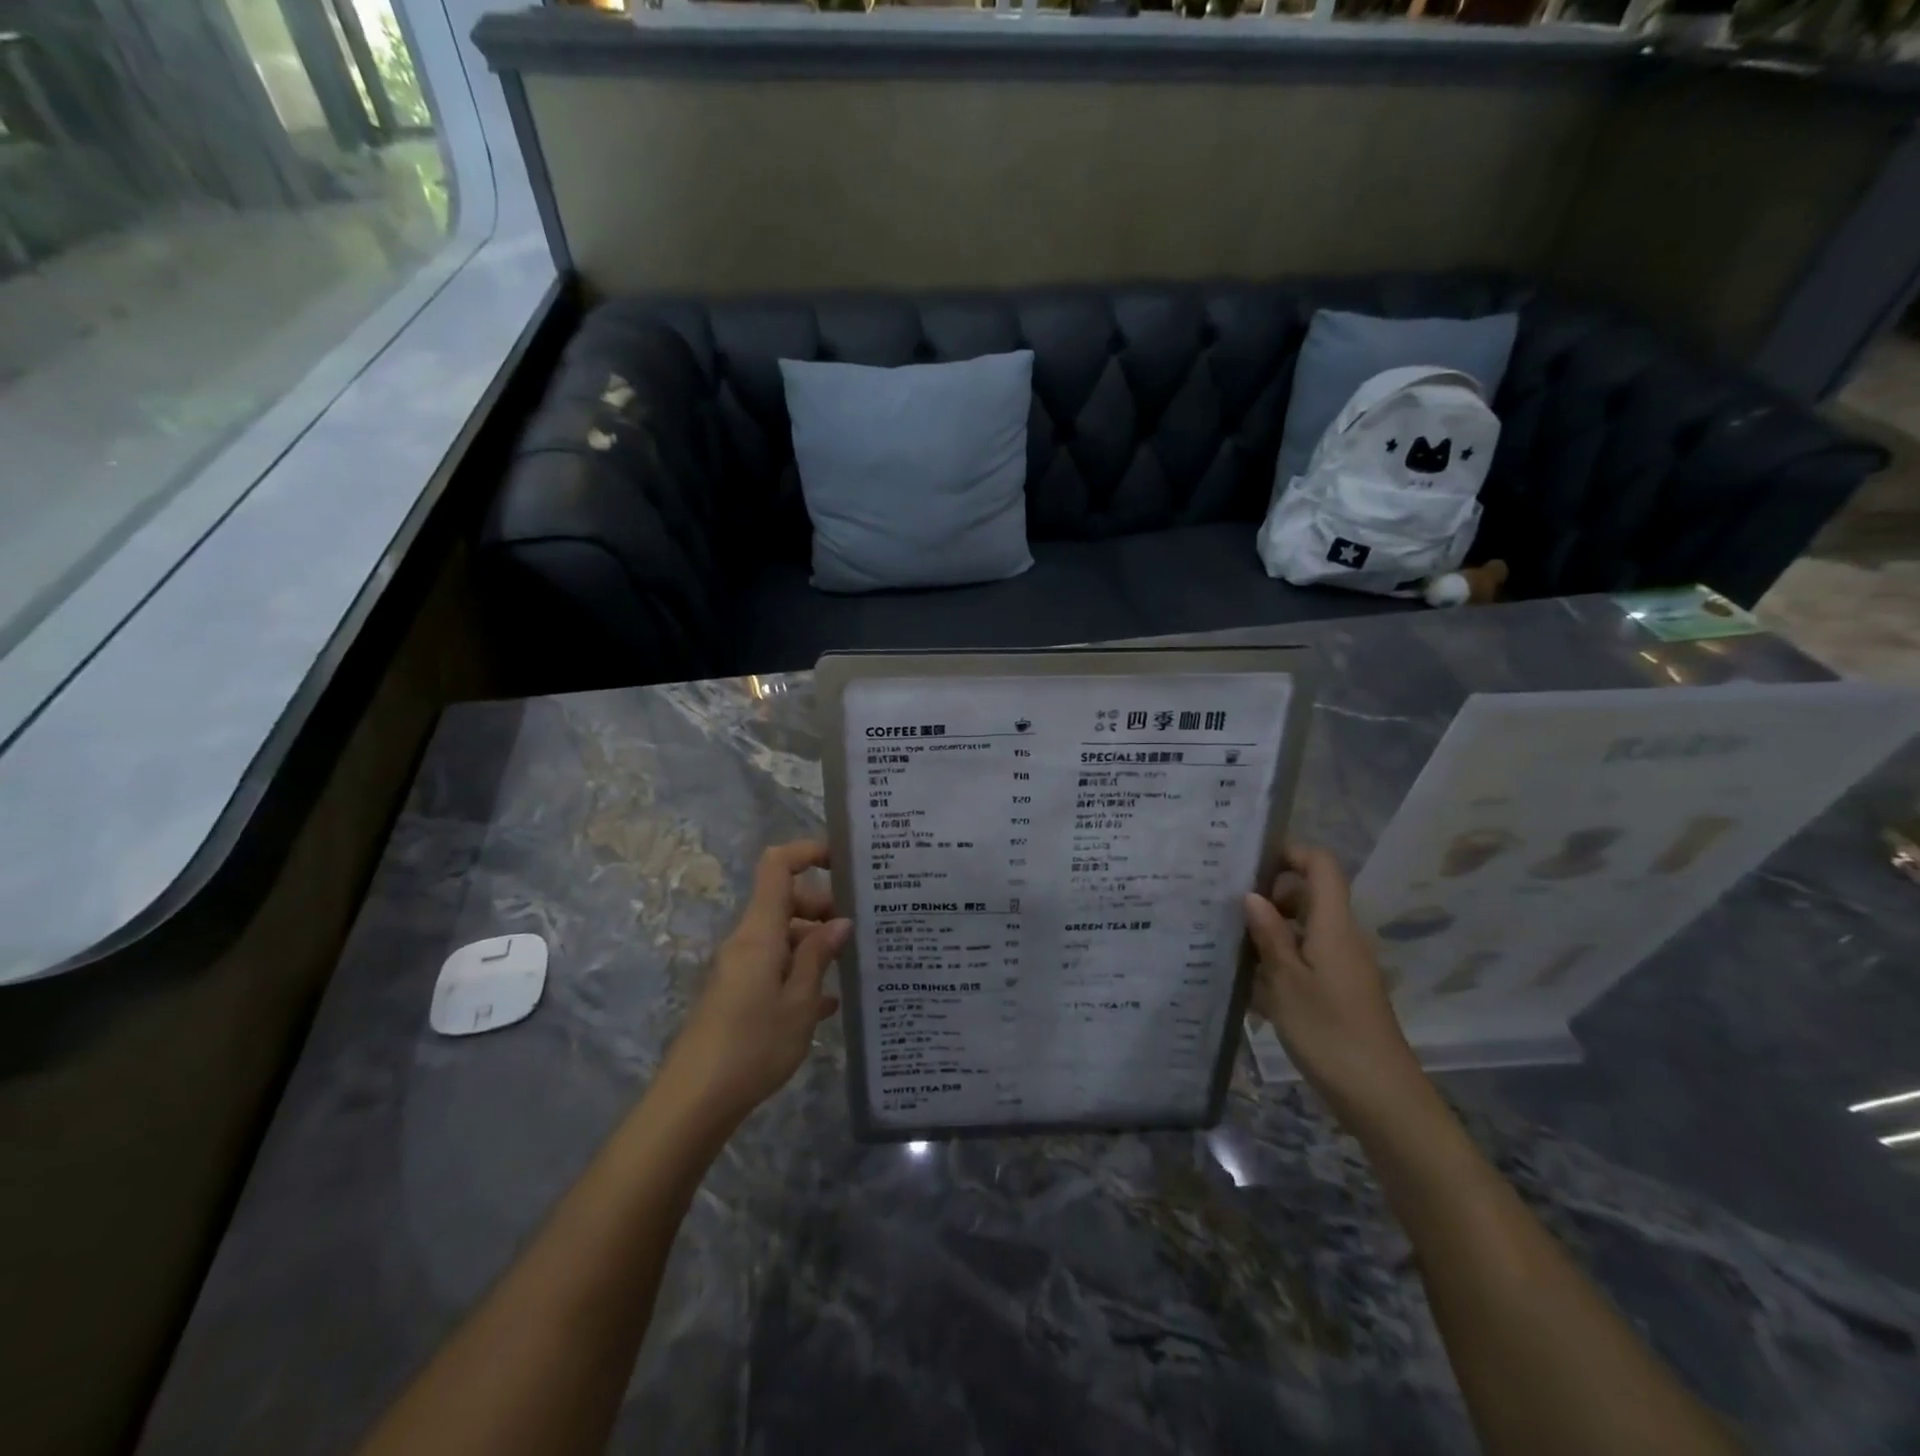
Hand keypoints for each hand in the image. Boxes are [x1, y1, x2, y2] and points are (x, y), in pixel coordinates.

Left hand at [658, 840, 848, 1129]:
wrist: (694, 1101)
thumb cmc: (753, 1045)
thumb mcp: (799, 1001)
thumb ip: (819, 956)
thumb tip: (840, 921)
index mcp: (760, 932)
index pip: (777, 866)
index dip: (808, 852)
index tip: (843, 861)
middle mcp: (747, 941)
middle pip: (785, 901)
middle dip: (823, 907)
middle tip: (858, 933)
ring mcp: (740, 967)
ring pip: (783, 936)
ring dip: (814, 944)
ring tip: (851, 967)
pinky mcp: (737, 994)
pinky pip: (774, 967)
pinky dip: (799, 972)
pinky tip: (827, 1003)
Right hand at [1243, 845, 1426, 1121]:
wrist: (1381, 1097)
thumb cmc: (1330, 1032)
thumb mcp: (1286, 982)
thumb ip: (1269, 935)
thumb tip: (1253, 895)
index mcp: (1333, 925)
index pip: (1321, 865)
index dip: (1289, 853)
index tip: (1249, 864)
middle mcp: (1343, 936)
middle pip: (1309, 895)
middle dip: (1269, 895)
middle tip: (1226, 907)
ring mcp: (1343, 964)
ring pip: (1304, 928)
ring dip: (1270, 931)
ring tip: (1228, 943)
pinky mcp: (1341, 990)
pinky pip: (1307, 957)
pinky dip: (1280, 960)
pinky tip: (1249, 983)